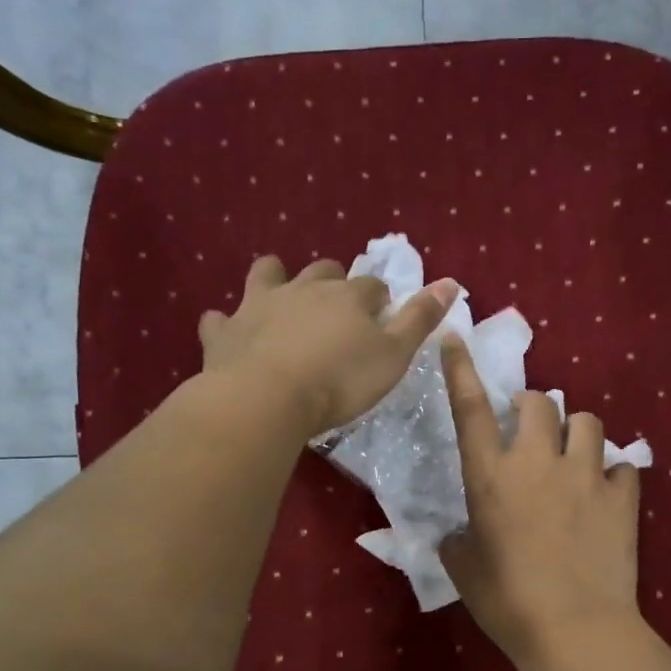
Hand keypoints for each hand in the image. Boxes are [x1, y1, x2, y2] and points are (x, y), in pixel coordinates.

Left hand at [198, 255, 455, 437]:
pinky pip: (219, 319)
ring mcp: (259, 306)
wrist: (268, 398)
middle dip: (332, 281)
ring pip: (267, 275)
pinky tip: (228, 330)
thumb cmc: (341, 381)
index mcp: (348, 297)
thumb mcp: (394, 355)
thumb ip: (420, 319)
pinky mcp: (225, 332)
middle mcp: (303, 290)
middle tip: (336, 307)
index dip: (379, 299)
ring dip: (275, 279)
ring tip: (280, 293)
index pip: (371, 287)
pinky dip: (225, 322)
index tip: (381, 316)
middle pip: (322, 272)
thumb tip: (451, 281)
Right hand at [439, 335, 642, 666]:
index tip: (456, 337)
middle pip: (539, 402)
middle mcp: (537, 462)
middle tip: (530, 433)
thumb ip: (458, 541)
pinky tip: (607, 493)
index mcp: (490, 477)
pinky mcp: (622, 496)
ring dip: (576, 432)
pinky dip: (612, 473)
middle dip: (532, 408)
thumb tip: (462, 533)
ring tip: (574, 458)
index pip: (470, 410)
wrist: (574, 629)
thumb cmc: (508, 602)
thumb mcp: (465, 571)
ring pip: (587, 421)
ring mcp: (585, 475)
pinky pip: (622, 465)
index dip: (461, 370)